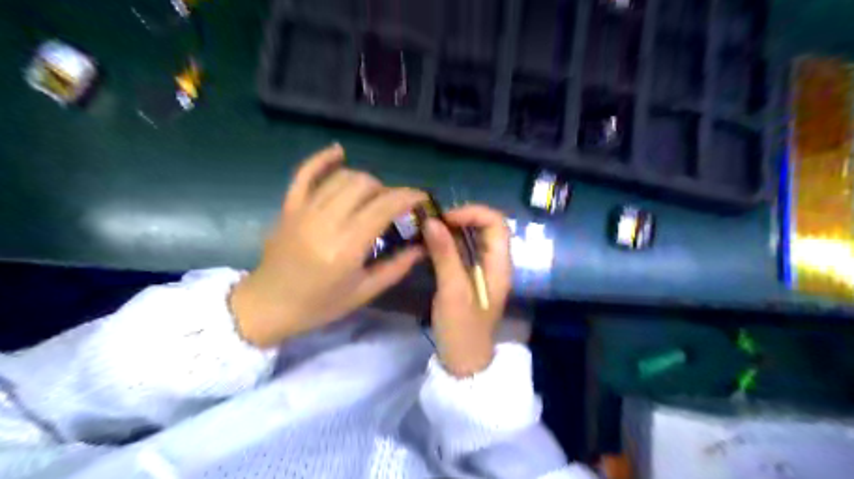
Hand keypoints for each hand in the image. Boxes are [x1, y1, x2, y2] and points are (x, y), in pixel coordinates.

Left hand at [231, 142, 425, 346]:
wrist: (268, 305)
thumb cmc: (320, 304)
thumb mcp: (364, 292)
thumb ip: (396, 267)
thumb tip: (423, 246)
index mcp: (346, 247)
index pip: (384, 207)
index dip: (408, 197)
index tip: (422, 198)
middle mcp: (326, 222)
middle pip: (365, 185)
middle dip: (388, 190)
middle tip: (395, 207)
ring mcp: (303, 210)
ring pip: (342, 178)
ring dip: (365, 181)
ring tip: (373, 196)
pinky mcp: (289, 206)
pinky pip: (305, 173)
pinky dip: (322, 159)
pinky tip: (339, 151)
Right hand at [420, 206, 505, 377]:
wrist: (463, 361)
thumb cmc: (462, 329)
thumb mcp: (452, 290)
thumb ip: (445, 254)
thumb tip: (431, 221)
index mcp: (499, 264)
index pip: (495, 222)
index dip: (472, 213)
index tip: (444, 219)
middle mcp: (495, 262)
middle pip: (484, 226)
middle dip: (459, 219)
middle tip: (431, 224)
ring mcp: (482, 269)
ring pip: (471, 237)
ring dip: (451, 230)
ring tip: (426, 231)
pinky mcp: (469, 276)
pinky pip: (461, 250)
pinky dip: (447, 243)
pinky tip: (429, 245)